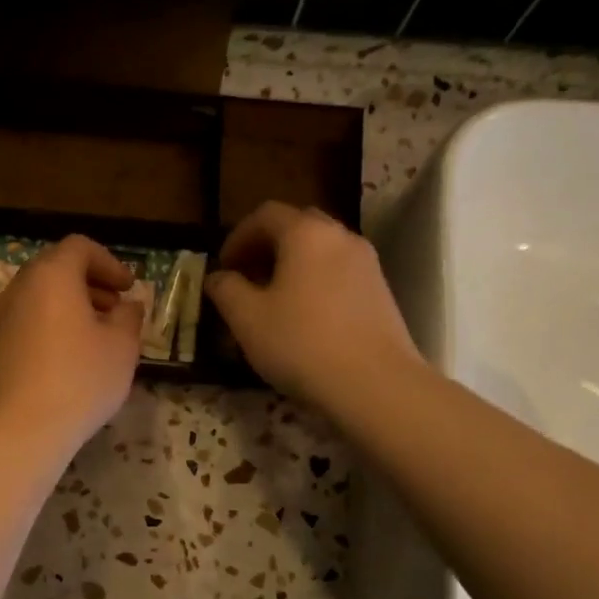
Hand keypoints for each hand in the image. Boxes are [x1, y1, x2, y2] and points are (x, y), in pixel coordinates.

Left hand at [0, 235, 143, 455]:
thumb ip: (129, 318)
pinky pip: (29, 323)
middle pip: (56, 270)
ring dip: (71, 307)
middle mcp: (20, 289)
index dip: (109, 263)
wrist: (22, 429)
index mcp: (51, 276)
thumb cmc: (80, 379)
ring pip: (41, 298)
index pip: (79, 247)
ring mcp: (2, 319)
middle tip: (116, 309)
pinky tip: (71, 359)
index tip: (128, 288)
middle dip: (90, 284)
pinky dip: (52, 327)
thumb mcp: (121, 347)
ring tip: (97, 337)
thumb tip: (127, 306)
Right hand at [205, 202, 421, 408]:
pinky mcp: (381, 291)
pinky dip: (316, 282)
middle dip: (267, 247)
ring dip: (292, 266)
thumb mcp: (247, 319)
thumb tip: (218, 277)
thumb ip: (226, 290)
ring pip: (321, 251)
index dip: (237, 237)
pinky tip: (305, 318)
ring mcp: (367, 263)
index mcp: (305, 233)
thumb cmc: (301, 343)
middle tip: (247, 278)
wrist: (374, 383)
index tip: (224, 267)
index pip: (265, 214)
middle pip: (297, 226)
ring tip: (273, 301)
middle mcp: (340, 236)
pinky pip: (339, 273)